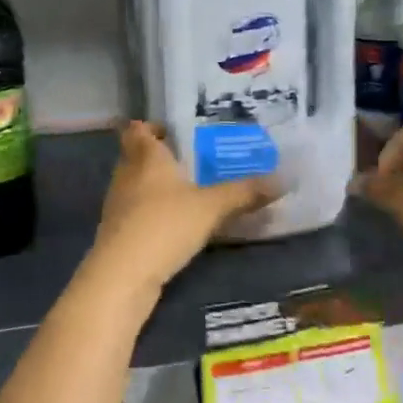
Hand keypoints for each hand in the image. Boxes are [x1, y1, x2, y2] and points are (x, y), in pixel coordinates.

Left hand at [89, 122, 277, 294]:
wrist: (123, 276)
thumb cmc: (164, 225)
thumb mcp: (211, 207)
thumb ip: (244, 192)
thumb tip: (284, 178)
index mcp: (145, 157)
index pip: (137, 129)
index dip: (151, 127)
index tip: (174, 131)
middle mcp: (127, 175)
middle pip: (137, 157)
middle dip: (161, 158)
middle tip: (192, 161)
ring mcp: (118, 206)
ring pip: (137, 186)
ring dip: (158, 187)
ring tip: (190, 192)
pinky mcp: (118, 234)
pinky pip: (138, 213)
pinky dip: (154, 214)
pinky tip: (177, 225)